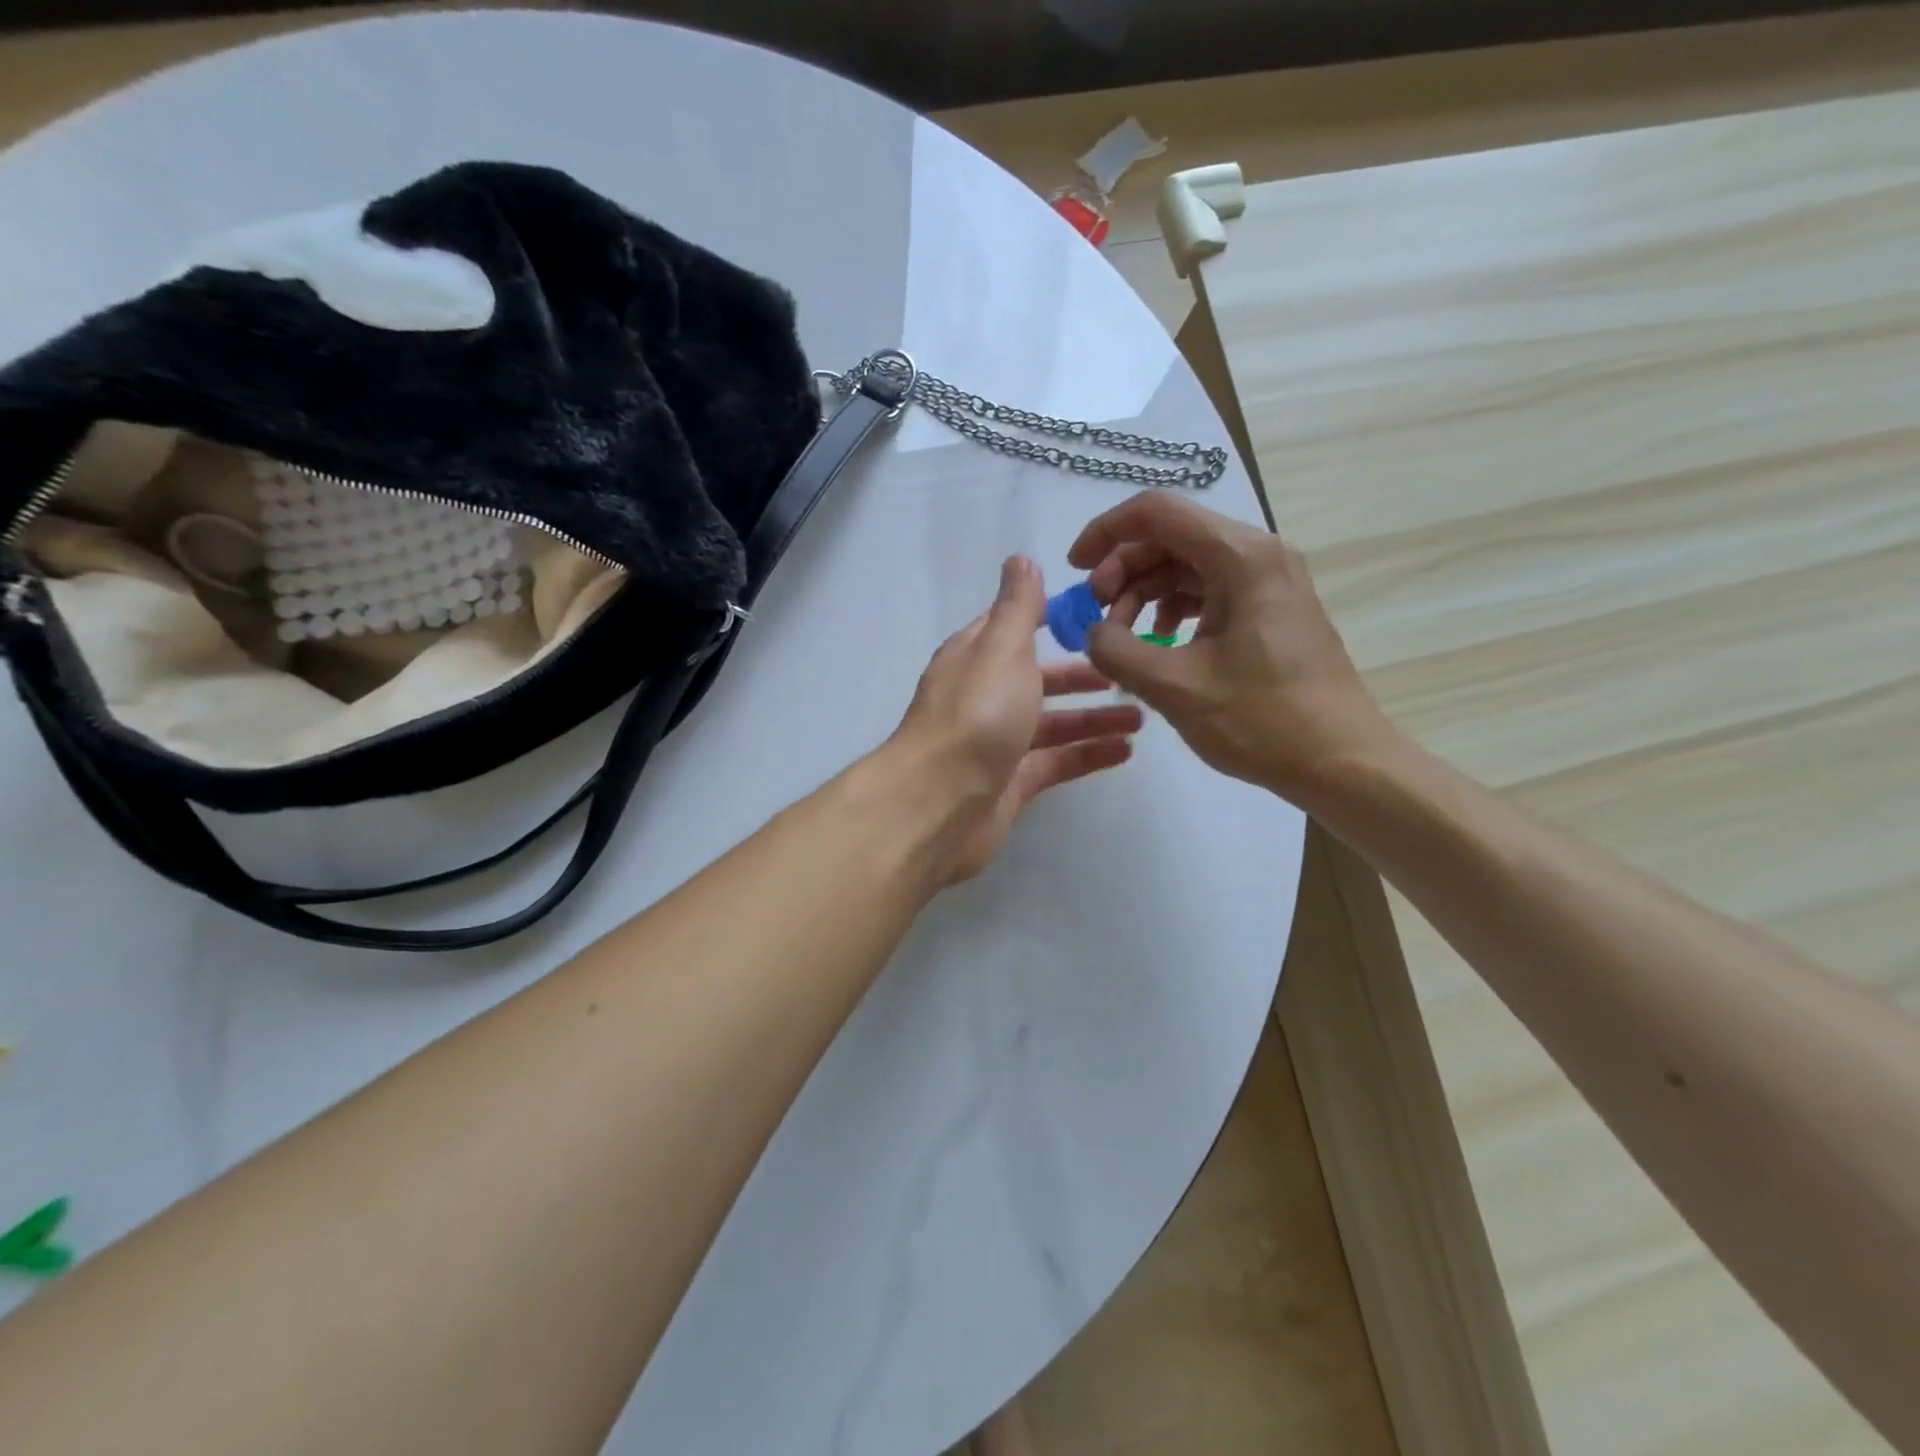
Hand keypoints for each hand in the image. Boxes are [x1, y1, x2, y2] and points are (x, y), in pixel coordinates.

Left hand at [886, 555, 1142, 883]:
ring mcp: (996, 743)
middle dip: (1080, 674)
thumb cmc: (976, 714)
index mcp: (974, 658)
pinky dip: (1087, 754)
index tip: (1097, 615)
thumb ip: (1017, 606)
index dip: (1050, 618)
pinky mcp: (1010, 784)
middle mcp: (982, 697)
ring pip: (1051, 724)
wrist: (939, 803)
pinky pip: (1055, 763)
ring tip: (1141, 716)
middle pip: (1037, 679)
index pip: (1013, 628)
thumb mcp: (1001, 648)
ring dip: (1093, 717)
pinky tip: (1125, 751)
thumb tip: (1020, 559)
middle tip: (1128, 671)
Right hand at [1067, 492, 1399, 801]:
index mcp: (1241, 557)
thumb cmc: (1261, 720)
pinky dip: (1173, 609)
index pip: (1157, 512)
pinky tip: (1160, 642)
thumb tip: (1093, 633)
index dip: (1105, 533)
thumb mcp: (1175, 687)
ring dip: (1145, 592)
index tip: (1075, 570)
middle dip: (1123, 570)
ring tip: (1123, 637)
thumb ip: (1117, 651)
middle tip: (1097, 616)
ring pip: (1187, 565)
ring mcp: (1269, 582)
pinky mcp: (1271, 610)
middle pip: (1171, 537)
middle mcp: (1259, 555)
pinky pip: (1209, 591)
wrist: (1342, 761)